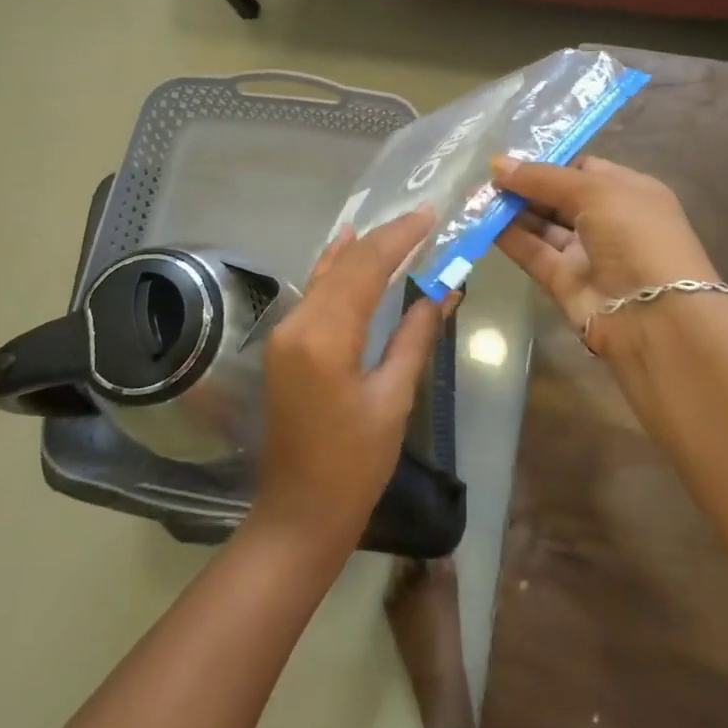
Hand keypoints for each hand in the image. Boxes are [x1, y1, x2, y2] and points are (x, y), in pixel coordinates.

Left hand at [252, 210, 447, 558]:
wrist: (299, 512)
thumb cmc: (354, 465)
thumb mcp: (393, 398)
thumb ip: (414, 336)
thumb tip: (442, 290)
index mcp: (326, 337)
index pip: (366, 268)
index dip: (399, 237)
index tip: (429, 215)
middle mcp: (298, 323)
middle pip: (345, 265)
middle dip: (384, 238)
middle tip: (422, 216)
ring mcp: (285, 332)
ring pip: (327, 273)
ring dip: (361, 249)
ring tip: (395, 225)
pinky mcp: (284, 343)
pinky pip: (313, 291)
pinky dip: (335, 267)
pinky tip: (346, 245)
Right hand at [492, 155, 721, 358]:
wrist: (656, 318)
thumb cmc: (636, 237)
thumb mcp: (595, 192)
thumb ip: (543, 178)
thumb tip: (498, 164)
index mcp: (629, 192)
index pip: (583, 169)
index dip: (548, 163)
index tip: (511, 158)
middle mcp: (608, 220)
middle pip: (558, 197)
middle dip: (524, 185)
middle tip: (485, 176)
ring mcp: (586, 252)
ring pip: (542, 225)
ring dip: (512, 211)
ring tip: (476, 196)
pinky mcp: (565, 281)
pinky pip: (533, 252)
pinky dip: (510, 238)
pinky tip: (483, 222)